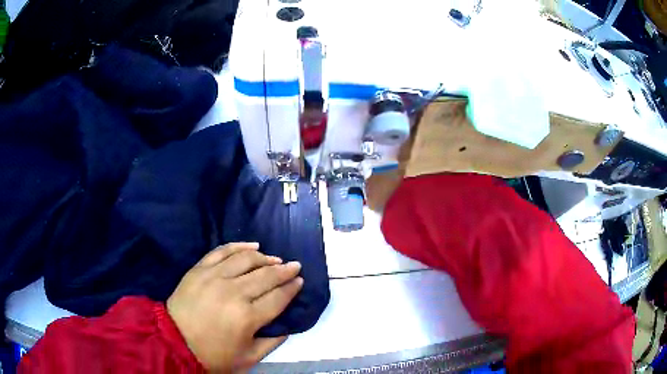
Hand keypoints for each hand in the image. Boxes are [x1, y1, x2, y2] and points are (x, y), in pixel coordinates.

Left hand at [167, 242, 302, 372]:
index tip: (300, 280)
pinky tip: (252, 246)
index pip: (278, 297)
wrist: (175, 341)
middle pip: (266, 275)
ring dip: (265, 258)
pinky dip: (239, 246)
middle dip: (284, 270)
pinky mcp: (199, 269)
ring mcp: (214, 277)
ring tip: (275, 259)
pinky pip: (222, 251)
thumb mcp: (249, 358)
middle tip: (295, 266)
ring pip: (246, 259)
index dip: (292, 288)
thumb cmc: (214, 354)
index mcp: (248, 317)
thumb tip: (286, 325)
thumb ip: (272, 342)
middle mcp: (234, 292)